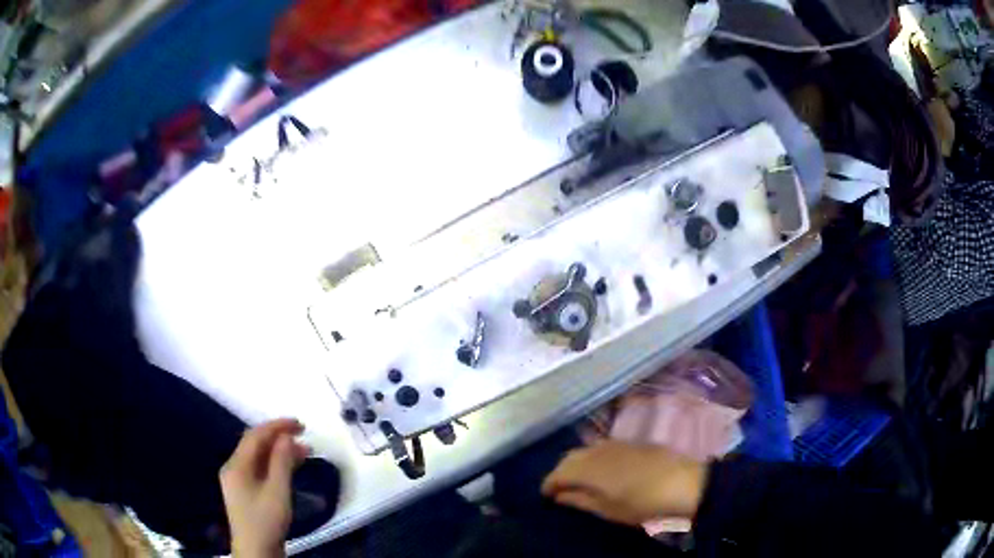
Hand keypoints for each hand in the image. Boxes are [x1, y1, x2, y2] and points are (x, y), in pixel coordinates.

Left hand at [220, 419, 309, 557]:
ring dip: (279, 452)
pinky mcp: (245, 492)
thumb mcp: (277, 491)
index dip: (277, 426)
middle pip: (255, 445)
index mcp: (236, 465)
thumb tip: (287, 437)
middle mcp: (233, 468)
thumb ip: (281, 462)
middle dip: (279, 438)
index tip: (300, 424)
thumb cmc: (266, 521)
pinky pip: (259, 469)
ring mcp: (238, 481)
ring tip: (304, 452)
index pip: (255, 436)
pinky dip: (275, 465)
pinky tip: (290, 468)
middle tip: (304, 436)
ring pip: (258, 458)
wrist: (256, 551)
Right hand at [541, 441, 706, 525]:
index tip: (545, 497)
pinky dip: (593, 458)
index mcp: (589, 469)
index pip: (558, 472)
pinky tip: (601, 471)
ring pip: (586, 450)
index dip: (548, 484)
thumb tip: (560, 496)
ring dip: (577, 463)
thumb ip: (580, 501)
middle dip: (560, 472)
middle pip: (569, 457)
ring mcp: (616, 444)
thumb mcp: (609, 510)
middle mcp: (598, 450)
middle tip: (559, 490)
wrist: (686, 483)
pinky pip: (602, 447)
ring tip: (578, 481)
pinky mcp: (632, 442)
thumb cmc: (644, 503)